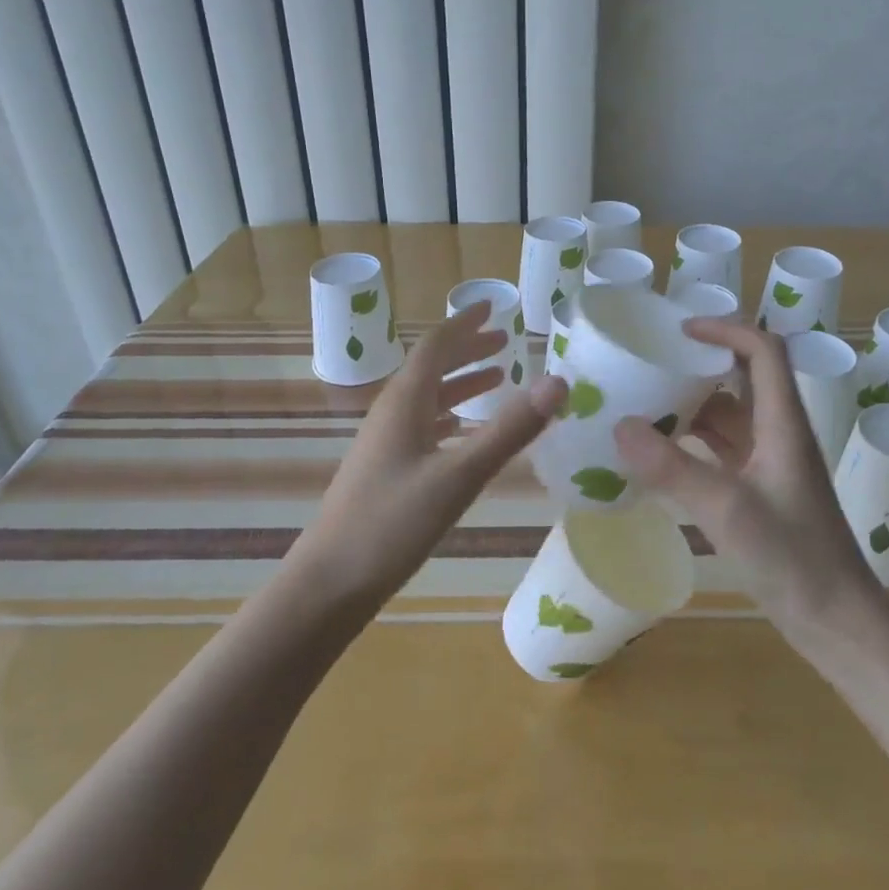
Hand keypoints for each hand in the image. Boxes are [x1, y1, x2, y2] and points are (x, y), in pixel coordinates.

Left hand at [287, 302, 566, 608]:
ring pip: (429, 398)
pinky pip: (425, 426)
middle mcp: (392, 413)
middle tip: (505, 340)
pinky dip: (452, 416)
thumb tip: (558, 382)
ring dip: (462, 383)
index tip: (492, 306)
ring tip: (497, 378)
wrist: (330, 583)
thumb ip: (509, 430)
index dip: (465, 323)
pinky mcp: (387, 470)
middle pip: (432, 367)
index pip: (436, 346)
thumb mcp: (459, 476)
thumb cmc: (392, 524)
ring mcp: (386, 443)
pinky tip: (465, 430)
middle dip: (468, 349)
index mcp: (404, 402)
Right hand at [612, 318, 877, 632]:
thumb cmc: (794, 561)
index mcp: (783, 425)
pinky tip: (660, 453)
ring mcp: (771, 464)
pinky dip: (694, 442)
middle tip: (651, 363)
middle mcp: (779, 435)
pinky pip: (724, 450)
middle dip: (700, 364)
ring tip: (644, 402)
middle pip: (744, 378)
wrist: (838, 624)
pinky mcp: (762, 491)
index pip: (763, 352)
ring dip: (693, 405)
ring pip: (731, 416)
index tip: (679, 331)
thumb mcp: (728, 511)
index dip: (726, 330)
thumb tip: (619, 425)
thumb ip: (673, 469)